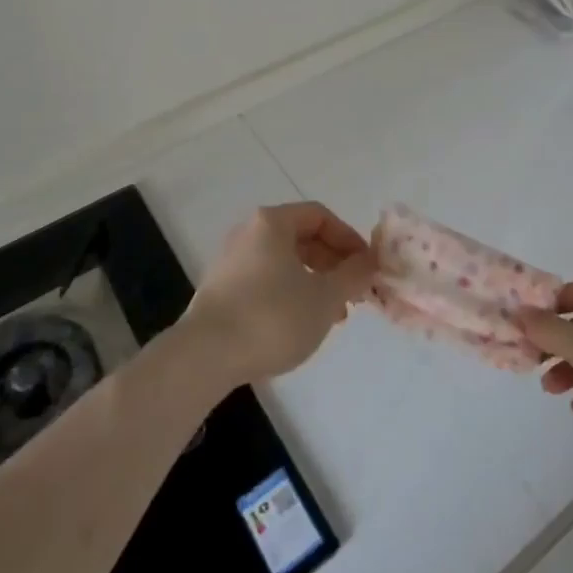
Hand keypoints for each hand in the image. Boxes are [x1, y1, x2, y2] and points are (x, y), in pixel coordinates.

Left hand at [182, 203, 375, 386]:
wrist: (204, 357)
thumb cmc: (272, 317)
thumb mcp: (324, 297)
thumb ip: (352, 275)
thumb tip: (368, 261)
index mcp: (272, 222)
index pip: (320, 216)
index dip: (348, 238)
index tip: (366, 267)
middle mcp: (249, 232)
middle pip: (302, 237)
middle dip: (333, 263)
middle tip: (354, 292)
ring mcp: (231, 261)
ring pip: (284, 262)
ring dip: (314, 281)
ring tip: (333, 314)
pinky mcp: (221, 289)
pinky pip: (266, 280)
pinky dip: (290, 293)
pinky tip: (301, 324)